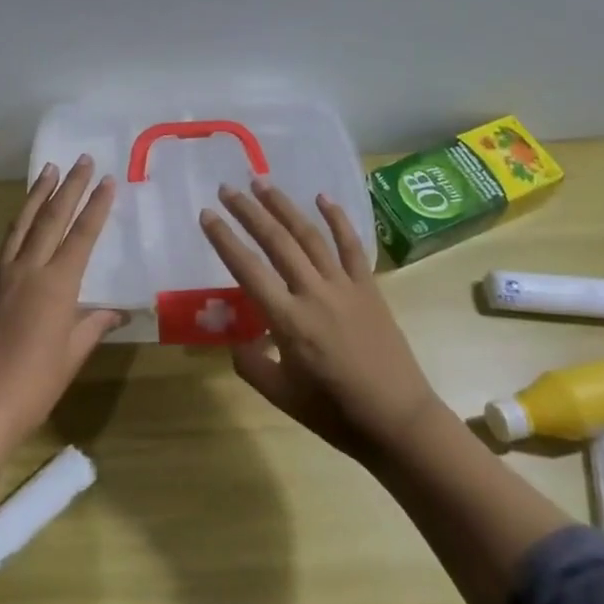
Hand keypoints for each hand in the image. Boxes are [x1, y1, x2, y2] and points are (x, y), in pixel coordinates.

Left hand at [0, 155, 122, 450]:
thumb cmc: (31, 386)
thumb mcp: (69, 357)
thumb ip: (91, 327)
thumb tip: (114, 313)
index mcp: (55, 286)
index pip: (81, 236)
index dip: (96, 207)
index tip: (108, 181)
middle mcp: (27, 270)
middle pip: (51, 219)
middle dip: (69, 187)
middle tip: (82, 160)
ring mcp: (0, 276)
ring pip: (22, 224)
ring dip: (37, 195)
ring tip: (48, 170)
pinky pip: (5, 245)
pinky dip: (19, 224)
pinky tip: (23, 221)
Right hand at [200, 180, 439, 465]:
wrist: (397, 420)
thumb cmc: (334, 412)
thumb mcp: (280, 396)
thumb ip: (250, 363)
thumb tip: (238, 339)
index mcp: (288, 321)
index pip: (247, 269)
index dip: (224, 240)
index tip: (206, 215)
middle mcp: (314, 293)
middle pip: (276, 242)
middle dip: (249, 212)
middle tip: (228, 188)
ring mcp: (345, 286)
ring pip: (310, 236)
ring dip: (284, 206)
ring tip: (263, 183)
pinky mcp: (369, 288)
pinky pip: (352, 247)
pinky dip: (338, 220)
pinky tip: (322, 198)